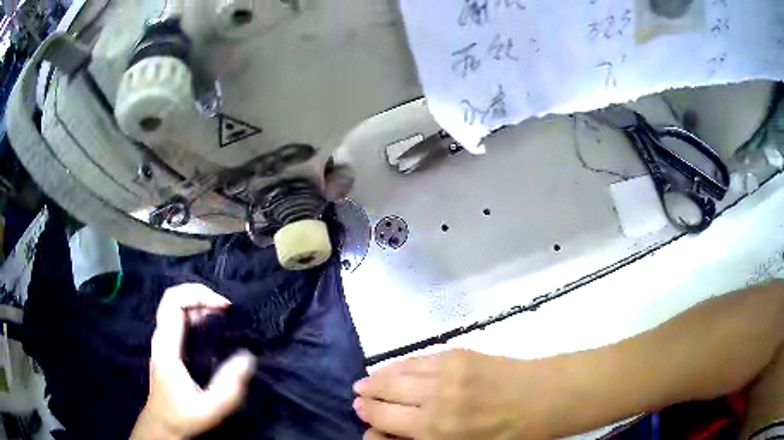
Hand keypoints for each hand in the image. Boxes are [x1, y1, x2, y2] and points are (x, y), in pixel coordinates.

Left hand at [131, 284, 255, 439]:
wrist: (163, 425)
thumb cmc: (184, 417)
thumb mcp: (210, 409)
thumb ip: (229, 386)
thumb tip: (248, 357)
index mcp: (167, 347)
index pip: (174, 302)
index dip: (199, 296)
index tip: (224, 307)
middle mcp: (162, 337)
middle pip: (173, 298)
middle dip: (200, 294)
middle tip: (226, 308)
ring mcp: (163, 341)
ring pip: (175, 306)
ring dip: (199, 302)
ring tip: (223, 314)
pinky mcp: (168, 346)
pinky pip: (179, 318)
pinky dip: (197, 313)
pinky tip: (213, 327)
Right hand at [353, 350, 554, 439]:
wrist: (543, 398)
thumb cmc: (507, 434)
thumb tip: (388, 434)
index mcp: (435, 433)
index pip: (384, 425)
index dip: (370, 424)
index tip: (365, 422)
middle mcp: (433, 403)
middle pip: (384, 398)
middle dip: (366, 399)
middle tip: (358, 398)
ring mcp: (444, 375)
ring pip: (396, 375)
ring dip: (376, 379)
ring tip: (365, 382)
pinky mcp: (456, 355)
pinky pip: (416, 359)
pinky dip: (398, 365)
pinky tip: (392, 368)